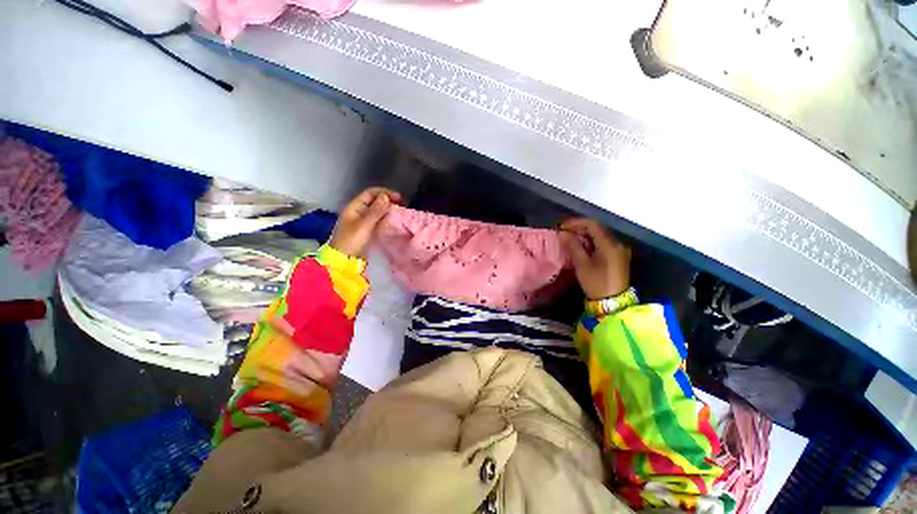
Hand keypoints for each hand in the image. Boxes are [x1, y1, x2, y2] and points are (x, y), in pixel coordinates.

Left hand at [329, 187, 401, 257]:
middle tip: (402, 205)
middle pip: (374, 201)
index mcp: (354, 207)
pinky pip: (378, 219)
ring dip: (388, 209)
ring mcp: (362, 221)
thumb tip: (386, 197)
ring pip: (377, 210)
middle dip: (387, 200)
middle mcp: (358, 211)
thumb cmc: (352, 241)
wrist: (344, 260)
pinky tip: (393, 221)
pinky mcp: (367, 230)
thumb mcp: (364, 225)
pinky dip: (386, 218)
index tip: (399, 198)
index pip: (370, 193)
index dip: (384, 192)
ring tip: (400, 212)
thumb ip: (375, 211)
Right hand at [559, 218, 631, 299]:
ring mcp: (619, 250)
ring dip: (585, 234)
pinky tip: (581, 245)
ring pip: (600, 236)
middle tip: (564, 231)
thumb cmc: (596, 283)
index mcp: (610, 244)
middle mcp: (617, 243)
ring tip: (569, 237)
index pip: (593, 225)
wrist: (613, 302)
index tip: (561, 226)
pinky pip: (603, 243)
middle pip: (597, 229)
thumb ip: (573, 246)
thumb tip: (562, 233)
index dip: (576, 223)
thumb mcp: (582, 264)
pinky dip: (591, 241)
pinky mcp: (618, 256)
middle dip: (579, 227)